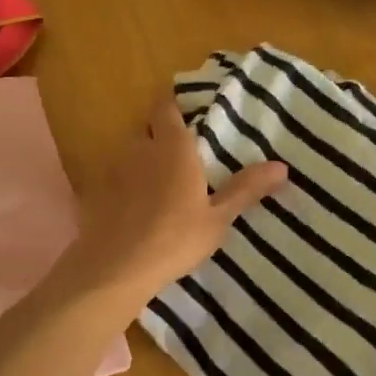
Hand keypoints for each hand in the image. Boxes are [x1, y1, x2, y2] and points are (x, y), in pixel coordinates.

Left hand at [70, 92, 287, 308]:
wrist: (115, 269)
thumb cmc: (174, 239)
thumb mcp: (217, 218)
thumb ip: (245, 189)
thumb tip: (281, 166)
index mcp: (172, 147)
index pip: (166, 108)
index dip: (173, 106)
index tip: (186, 113)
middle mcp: (139, 149)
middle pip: (147, 131)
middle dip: (159, 138)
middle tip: (180, 158)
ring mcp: (112, 170)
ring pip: (127, 155)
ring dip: (140, 163)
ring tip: (156, 186)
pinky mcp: (93, 193)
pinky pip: (111, 180)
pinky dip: (121, 187)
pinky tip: (130, 209)